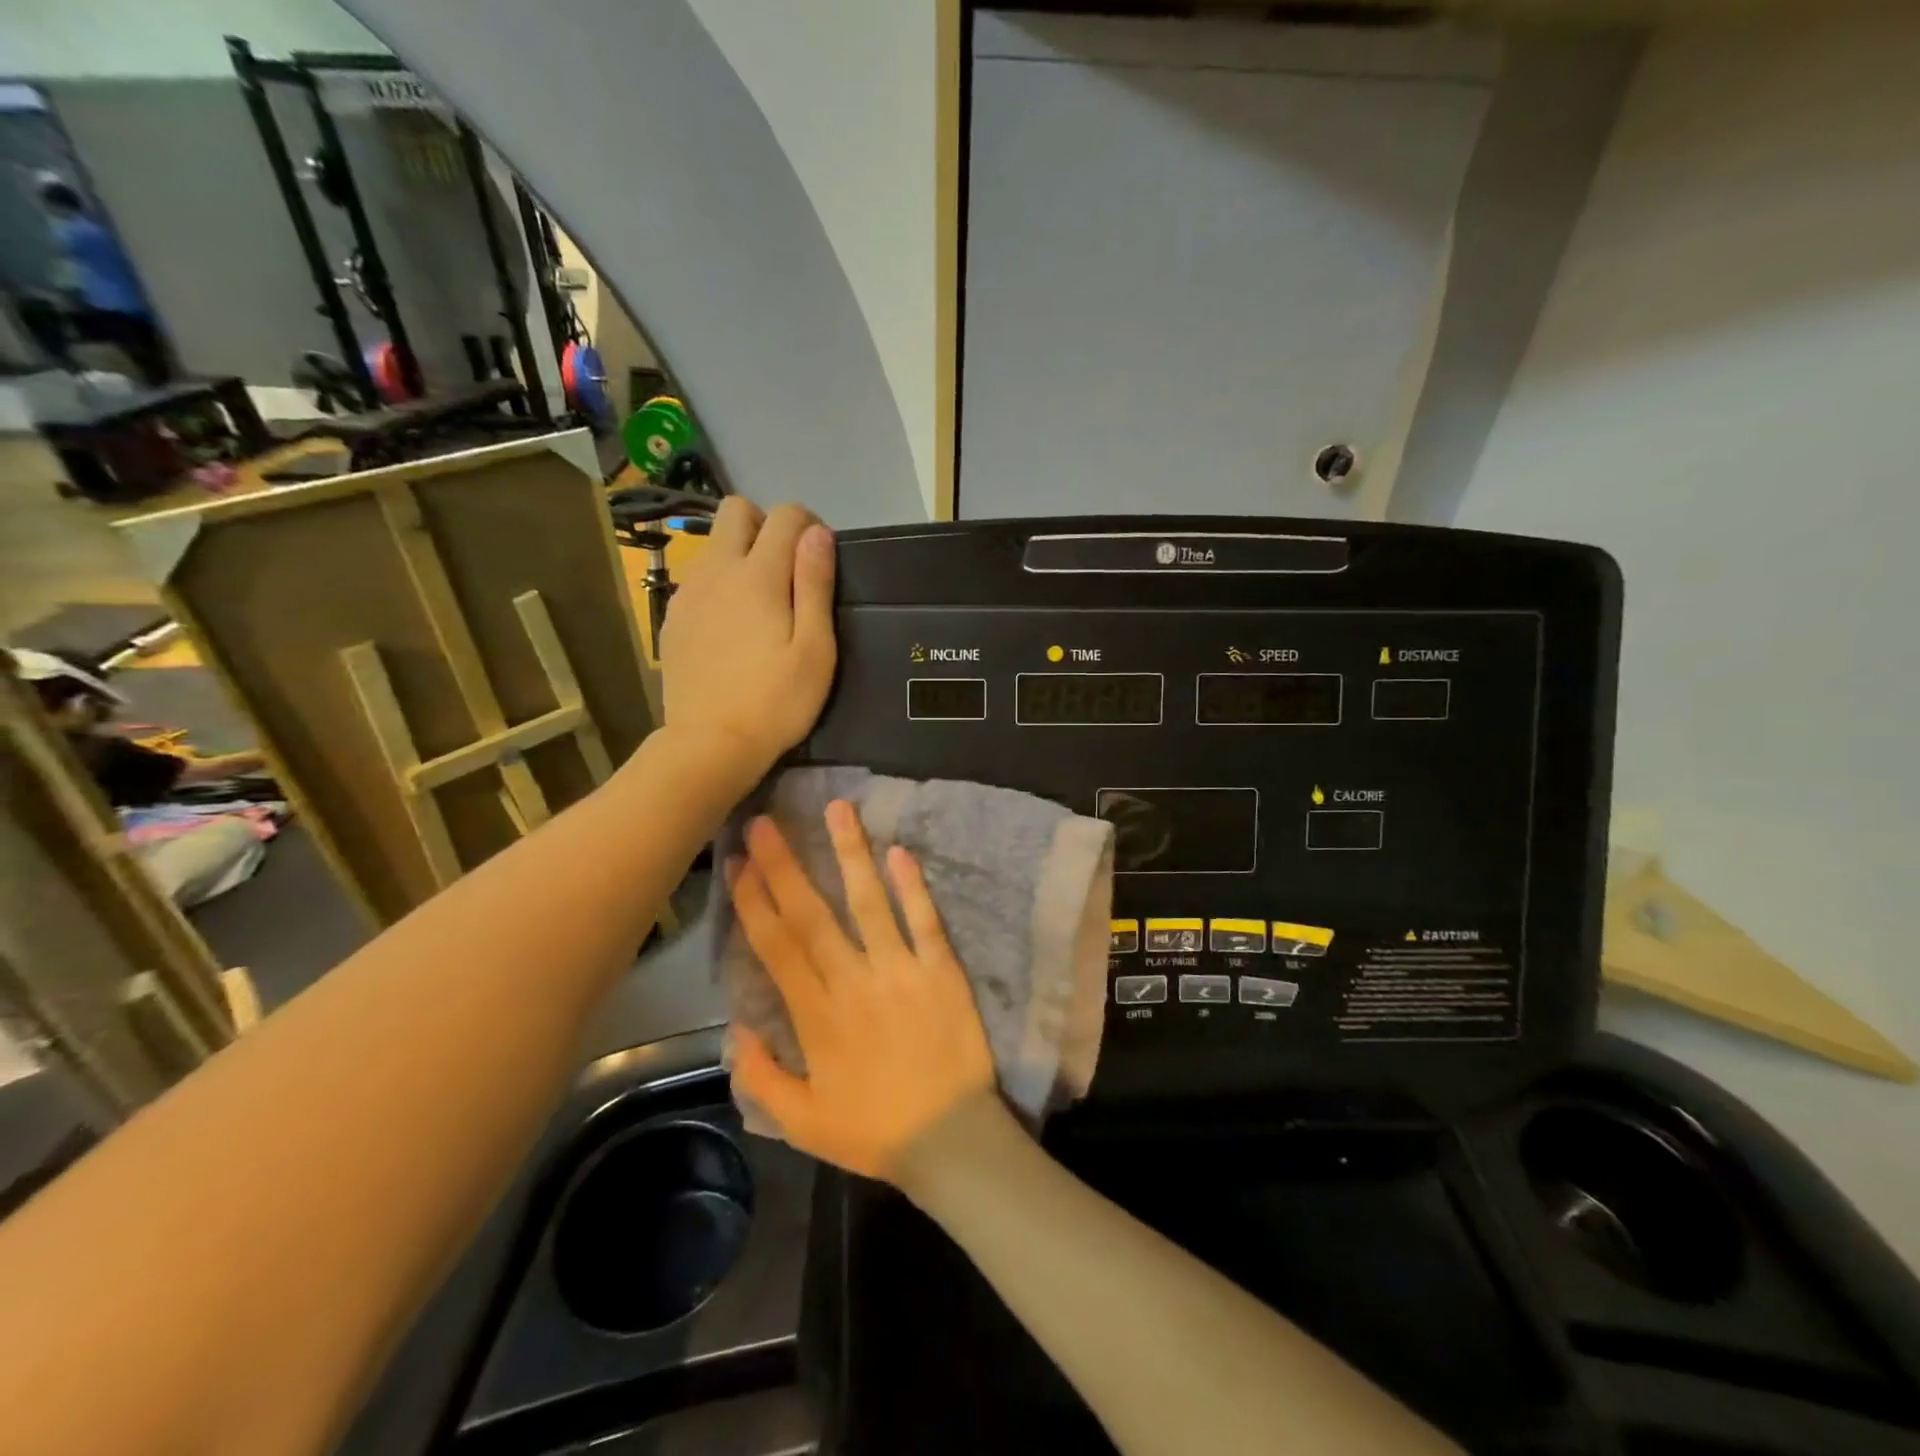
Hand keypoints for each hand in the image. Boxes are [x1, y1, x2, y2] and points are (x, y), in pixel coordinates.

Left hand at [658, 498, 835, 782]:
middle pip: (736, 510)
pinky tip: (731, 629)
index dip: (808, 525)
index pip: (785, 515)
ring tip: (760, 605)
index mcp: (758, 574)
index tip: (820, 559)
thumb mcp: (814, 648)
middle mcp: (717, 570)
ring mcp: (689, 593)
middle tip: (786, 571)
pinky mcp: (673, 618)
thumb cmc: (776, 701)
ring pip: (713, 545)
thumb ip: (815, 584)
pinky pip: (698, 579)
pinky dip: (718, 586)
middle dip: (765, 525)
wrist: (709, 744)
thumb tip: (817, 533)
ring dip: (740, 555)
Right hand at [728, 801, 996, 1182]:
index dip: (754, 901)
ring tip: (837, 809)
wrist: (950, 1142)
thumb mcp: (802, 1122)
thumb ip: (762, 1077)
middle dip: (784, 865)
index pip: (777, 946)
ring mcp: (900, 970)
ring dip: (850, 854)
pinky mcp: (940, 969)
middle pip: (811, 914)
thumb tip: (736, 1030)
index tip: (738, 862)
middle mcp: (853, 981)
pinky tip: (898, 851)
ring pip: (868, 903)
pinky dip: (911, 886)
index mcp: (816, 1016)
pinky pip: (924, 921)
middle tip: (765, 822)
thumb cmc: (875, 1131)